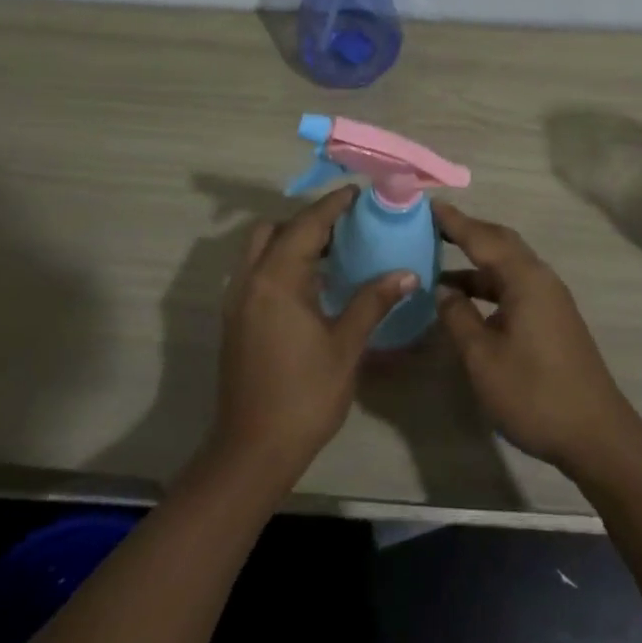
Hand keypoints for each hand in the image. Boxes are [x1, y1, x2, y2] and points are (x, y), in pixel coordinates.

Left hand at [209, 186, 414, 486]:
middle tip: (345, 226)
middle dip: (308, 220)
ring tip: (332, 251)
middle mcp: (250, 280)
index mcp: (277, 280)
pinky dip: (280, 262)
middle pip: (275, 229)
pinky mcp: (235, 319)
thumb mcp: (345, 346)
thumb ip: (373, 302)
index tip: (357, 192)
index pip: (307, 226)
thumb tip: (406, 272)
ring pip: (260, 249)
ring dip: (291, 240)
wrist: (252, 449)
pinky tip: (311, 284)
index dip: (333, 206)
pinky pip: (256, 271)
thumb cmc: (304, 395)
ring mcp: (237, 300)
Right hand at [434, 202, 641, 473]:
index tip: (427, 205)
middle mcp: (541, 279)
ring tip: (439, 264)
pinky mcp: (553, 319)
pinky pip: (515, 285)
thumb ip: (459, 317)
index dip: (453, 221)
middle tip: (431, 227)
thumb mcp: (483, 358)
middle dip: (467, 232)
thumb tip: (443, 291)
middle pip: (500, 243)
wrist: (596, 435)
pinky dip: (489, 284)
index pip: (482, 237)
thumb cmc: (534, 393)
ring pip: (508, 266)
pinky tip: (467, 301)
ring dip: (476, 262)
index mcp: (525, 279)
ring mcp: (550, 299)